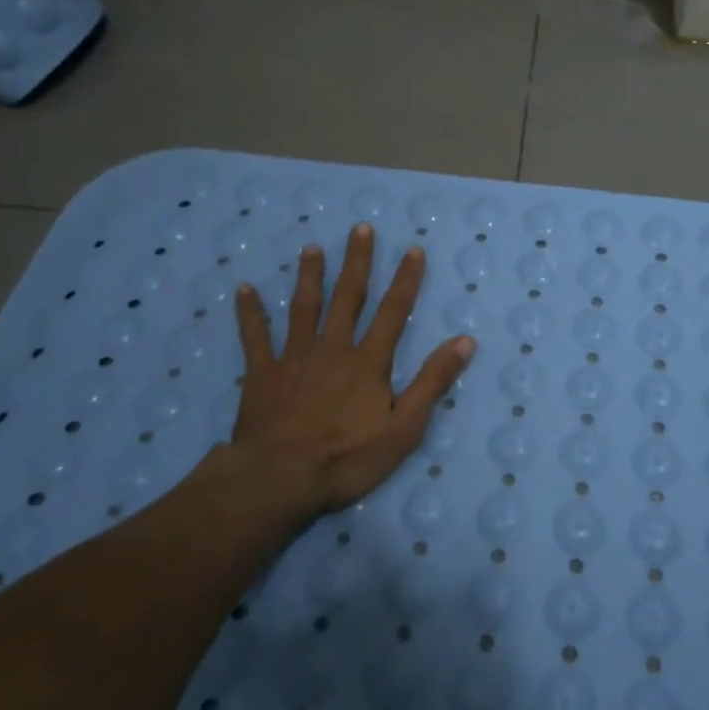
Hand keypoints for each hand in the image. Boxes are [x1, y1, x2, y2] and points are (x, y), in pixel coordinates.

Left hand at [213, 224, 475, 523]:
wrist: (278, 480)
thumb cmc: (346, 459)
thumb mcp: (404, 428)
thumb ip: (433, 382)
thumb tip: (465, 341)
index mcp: (368, 362)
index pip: (394, 312)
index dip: (406, 280)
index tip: (413, 249)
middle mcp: (333, 349)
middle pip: (348, 297)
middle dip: (357, 262)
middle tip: (360, 228)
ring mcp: (294, 358)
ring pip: (304, 308)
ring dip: (309, 276)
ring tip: (311, 248)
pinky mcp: (263, 375)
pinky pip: (255, 338)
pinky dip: (250, 313)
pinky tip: (244, 289)